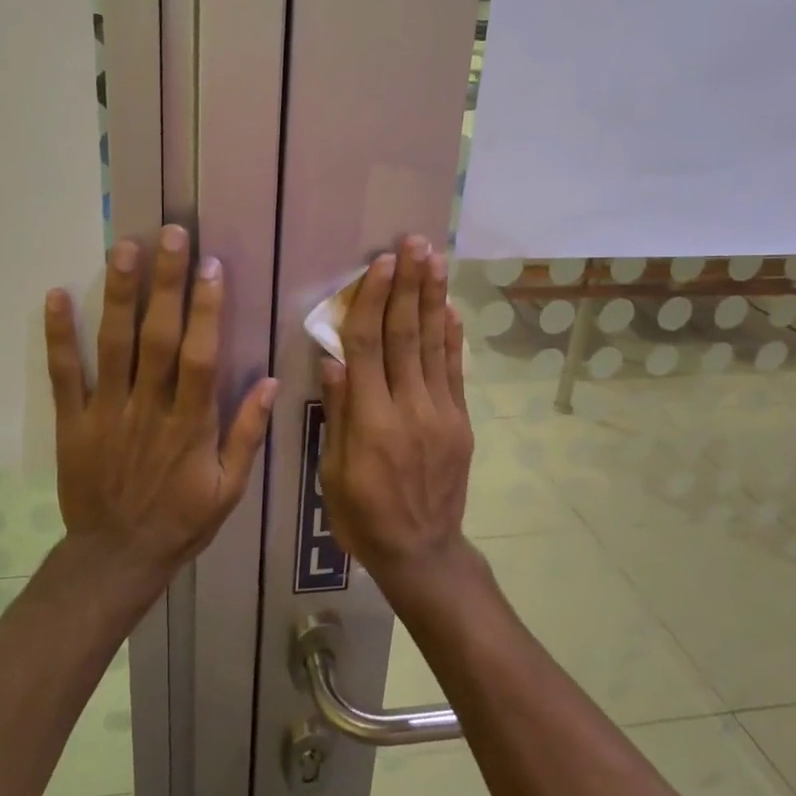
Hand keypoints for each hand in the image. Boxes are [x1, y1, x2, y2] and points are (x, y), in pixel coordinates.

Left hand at [44, 224, 276, 571]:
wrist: (116, 558)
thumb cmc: (180, 522)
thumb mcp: (229, 490)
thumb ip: (247, 435)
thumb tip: (271, 382)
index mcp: (190, 424)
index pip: (201, 356)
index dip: (207, 310)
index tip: (211, 266)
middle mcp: (149, 409)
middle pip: (157, 337)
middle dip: (165, 283)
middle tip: (169, 234)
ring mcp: (107, 413)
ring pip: (113, 346)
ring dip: (118, 295)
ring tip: (123, 248)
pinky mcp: (73, 422)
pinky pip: (65, 375)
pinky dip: (59, 337)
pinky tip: (57, 295)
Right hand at [318, 236, 474, 578]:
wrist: (422, 552)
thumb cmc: (363, 517)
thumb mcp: (334, 473)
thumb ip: (340, 414)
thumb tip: (334, 359)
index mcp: (372, 423)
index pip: (369, 348)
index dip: (374, 302)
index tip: (380, 264)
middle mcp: (410, 410)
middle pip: (408, 336)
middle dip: (409, 285)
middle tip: (413, 243)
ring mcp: (442, 415)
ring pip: (435, 346)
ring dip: (434, 298)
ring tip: (435, 258)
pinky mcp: (461, 423)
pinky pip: (456, 372)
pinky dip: (453, 337)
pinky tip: (450, 308)